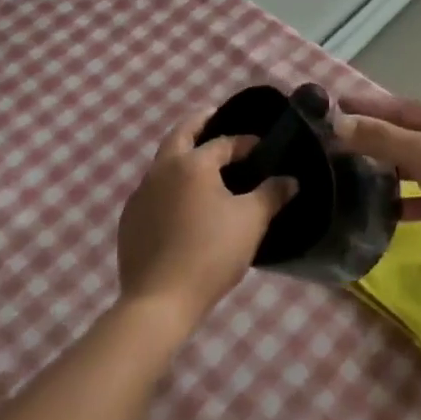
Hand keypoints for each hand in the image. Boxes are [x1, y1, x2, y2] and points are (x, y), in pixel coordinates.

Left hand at [116, 110, 295, 334]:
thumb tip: (290, 180)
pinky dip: (169, 184)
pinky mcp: (130, 219)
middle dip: (199, 124)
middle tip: (215, 119)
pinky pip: (153, 190)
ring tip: (202, 165)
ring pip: (163, 162)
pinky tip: (181, 203)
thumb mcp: (251, 222)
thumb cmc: (211, 253)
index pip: (223, 142)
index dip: (245, 142)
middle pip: (180, 134)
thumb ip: (272, 194)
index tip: (261, 148)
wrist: (159, 301)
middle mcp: (162, 169)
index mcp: (192, 163)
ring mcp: (140, 194)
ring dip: (182, 155)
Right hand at [334, 93, 420, 275]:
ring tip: (351, 172)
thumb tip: (339, 122)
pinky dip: (403, 203)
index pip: (404, 108)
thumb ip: (380, 138)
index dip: (371, 106)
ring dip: (388, 171)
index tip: (337, 105)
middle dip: (376, 137)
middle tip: (338, 140)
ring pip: (415, 168)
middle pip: (408, 136)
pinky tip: (380, 209)